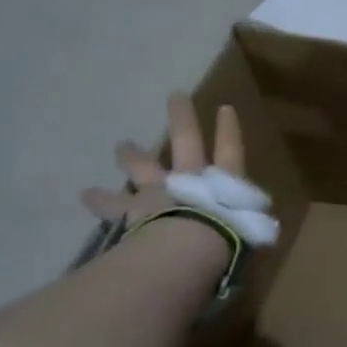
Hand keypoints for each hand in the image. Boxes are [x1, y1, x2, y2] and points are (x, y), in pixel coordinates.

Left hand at [81, 93, 245, 228]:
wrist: (186, 250)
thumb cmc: (228, 240)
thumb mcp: (250, 236)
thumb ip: (251, 231)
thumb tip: (261, 234)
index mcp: (225, 183)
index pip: (231, 150)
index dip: (229, 130)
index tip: (224, 108)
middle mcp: (191, 179)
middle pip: (187, 141)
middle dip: (182, 119)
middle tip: (175, 96)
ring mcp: (160, 191)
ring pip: (143, 167)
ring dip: (132, 155)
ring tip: (120, 145)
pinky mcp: (133, 211)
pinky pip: (113, 204)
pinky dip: (100, 199)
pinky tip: (85, 194)